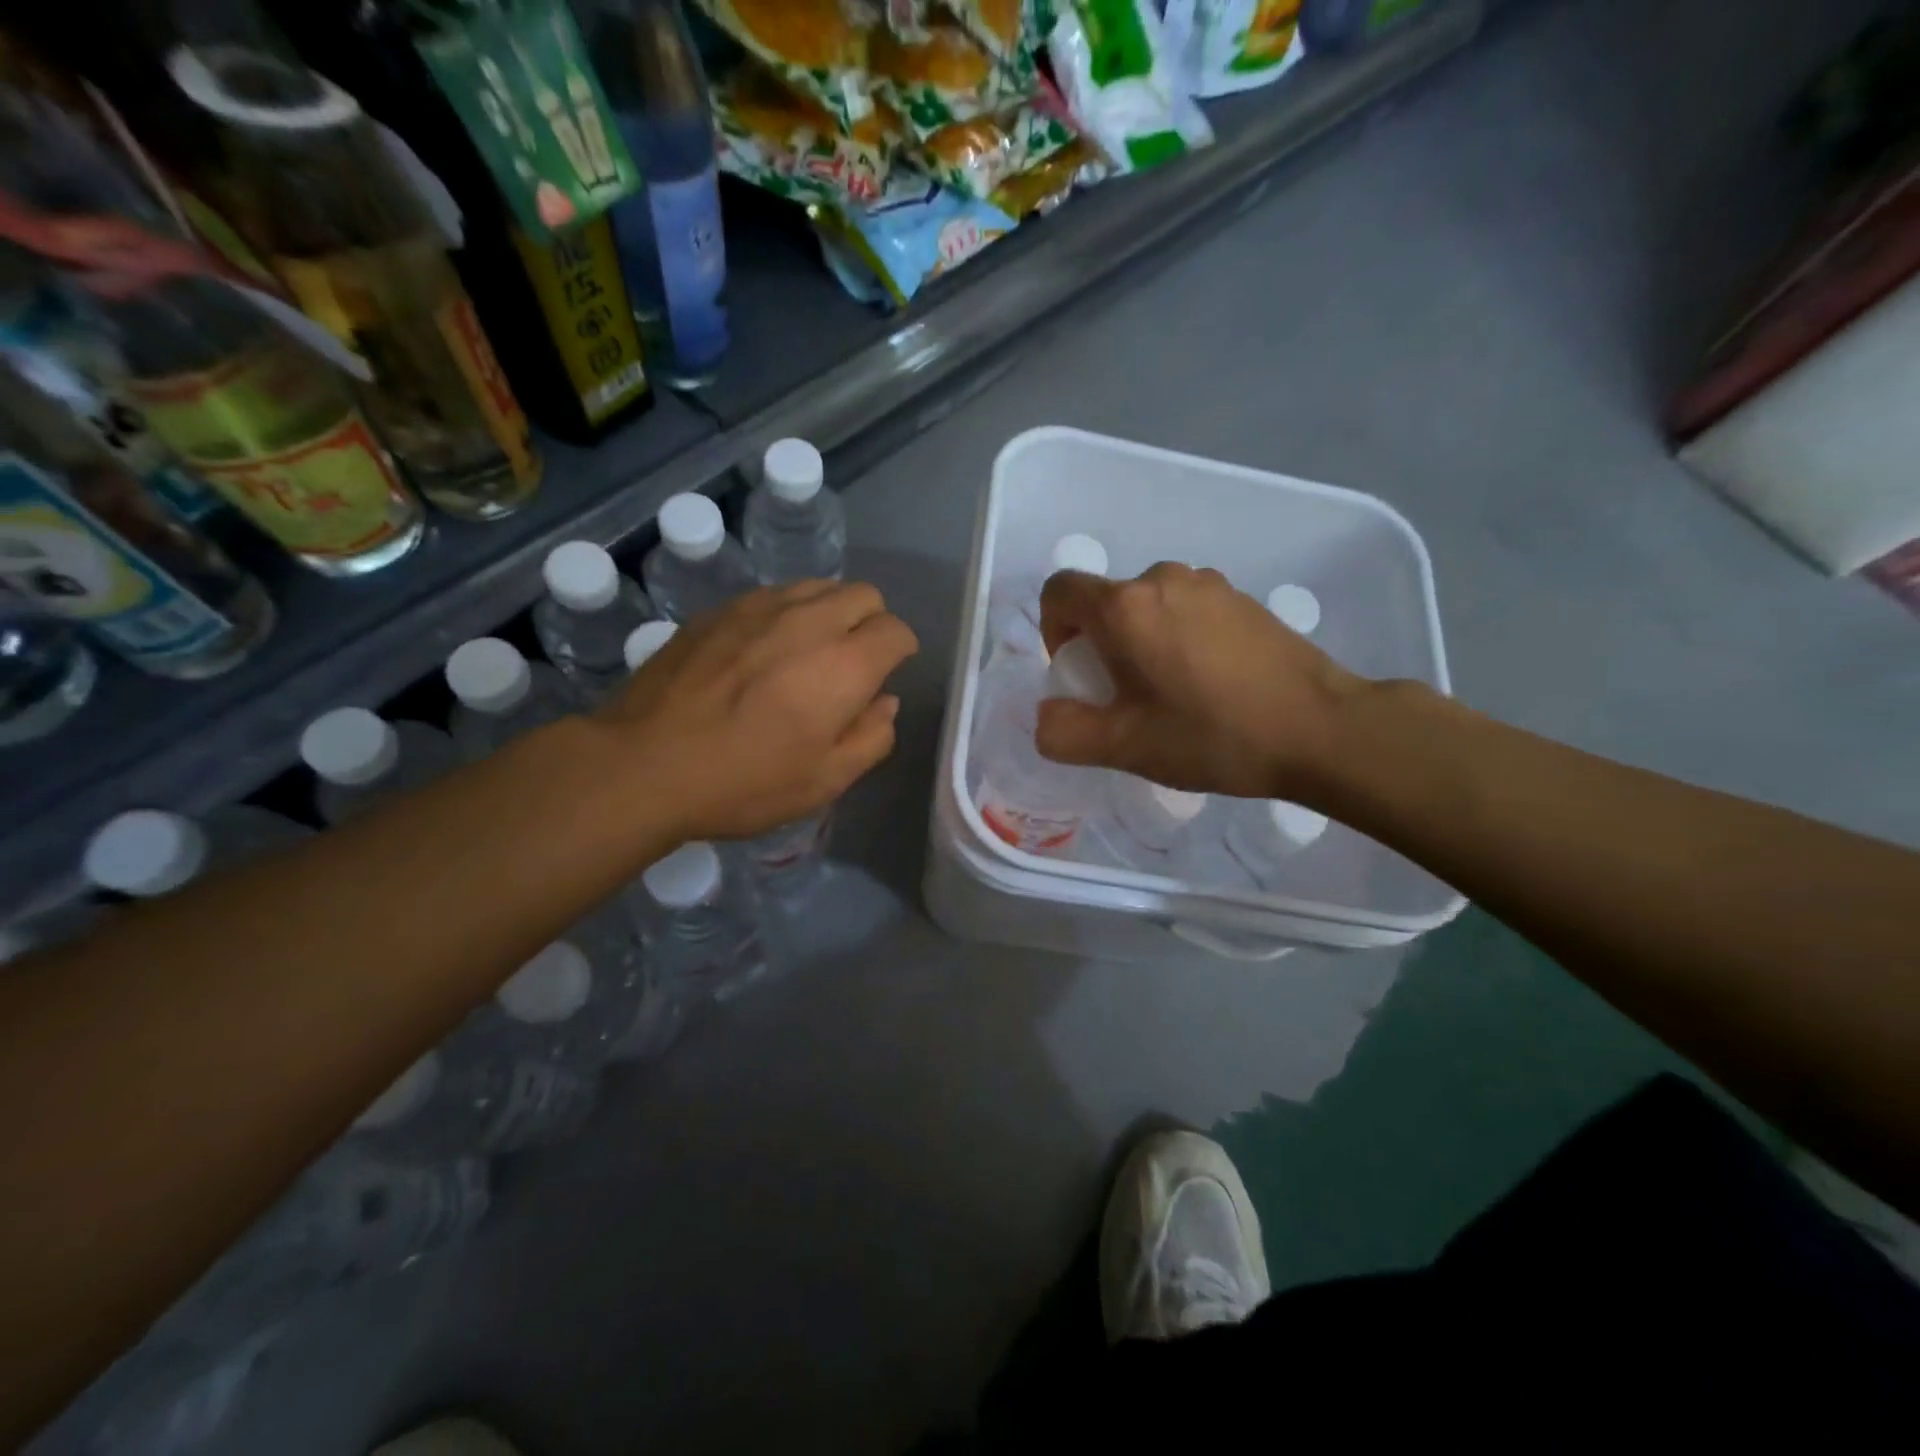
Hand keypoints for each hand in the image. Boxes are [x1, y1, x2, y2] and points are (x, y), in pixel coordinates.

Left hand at [596, 581, 918, 841]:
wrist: (645, 764)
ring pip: (818, 586)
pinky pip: (773, 595)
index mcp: (844, 665)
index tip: (885, 675)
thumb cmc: (745, 781)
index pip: (896, 631)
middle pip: (864, 595)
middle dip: (871, 623)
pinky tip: (763, 650)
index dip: (900, 652)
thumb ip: (872, 737)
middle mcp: (809, 621)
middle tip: (851, 663)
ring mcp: (759, 608)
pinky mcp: (719, 610)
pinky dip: (787, 613)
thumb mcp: (825, 781)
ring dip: (830, 612)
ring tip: (809, 652)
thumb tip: (884, 702)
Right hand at [1036, 564, 1359, 799]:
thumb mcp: (1124, 747)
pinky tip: (1211, 683)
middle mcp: (1162, 579)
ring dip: (1141, 641)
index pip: (1059, 591)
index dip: (1052, 630)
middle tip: (1127, 698)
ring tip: (1172, 693)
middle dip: (1100, 645)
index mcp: (1125, 608)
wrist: (1320, 728)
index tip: (1079, 672)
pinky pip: (1187, 609)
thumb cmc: (1212, 735)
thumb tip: (1048, 714)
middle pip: (1105, 602)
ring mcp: (1209, 583)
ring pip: (1147, 606)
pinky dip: (1179, 637)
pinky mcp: (1242, 597)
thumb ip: (1063, 732)